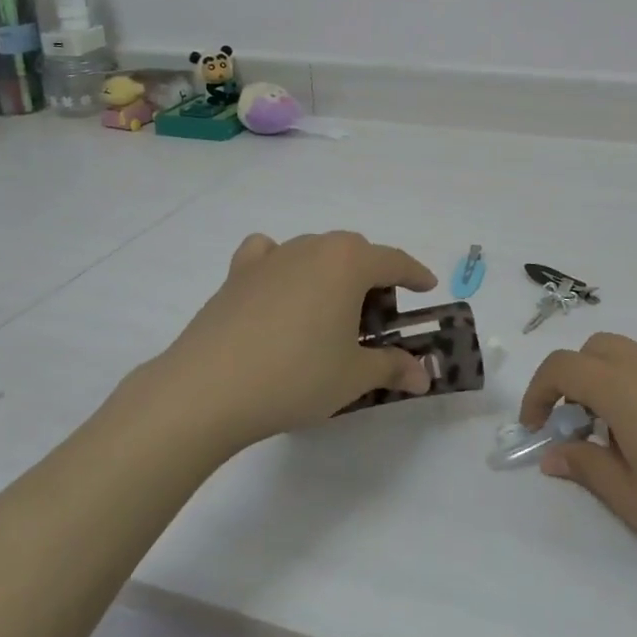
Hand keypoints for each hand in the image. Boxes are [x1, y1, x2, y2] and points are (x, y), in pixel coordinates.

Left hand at [154, 232, 436, 447]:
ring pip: (313, 252)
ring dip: (330, 273)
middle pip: (354, 251)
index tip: (427, 287)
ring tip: (330, 312)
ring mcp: (270, 258)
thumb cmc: (296, 376)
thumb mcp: (353, 377)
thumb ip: (392, 367)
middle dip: (372, 277)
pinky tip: (279, 291)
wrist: (209, 388)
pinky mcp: (236, 275)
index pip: (393, 260)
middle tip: (376, 319)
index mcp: (347, 263)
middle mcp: (310, 248)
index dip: (415, 274)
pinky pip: (268, 255)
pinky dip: (281, 265)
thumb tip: (423, 376)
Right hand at [522, 334, 636, 571]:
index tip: (536, 429)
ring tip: (616, 439)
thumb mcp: (633, 499)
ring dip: (604, 384)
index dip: (538, 392)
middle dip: (571, 380)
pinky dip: (634, 391)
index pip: (562, 366)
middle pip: (593, 349)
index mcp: (621, 390)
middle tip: (575, 426)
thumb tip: (554, 453)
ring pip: (625, 358)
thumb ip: (586, 469)